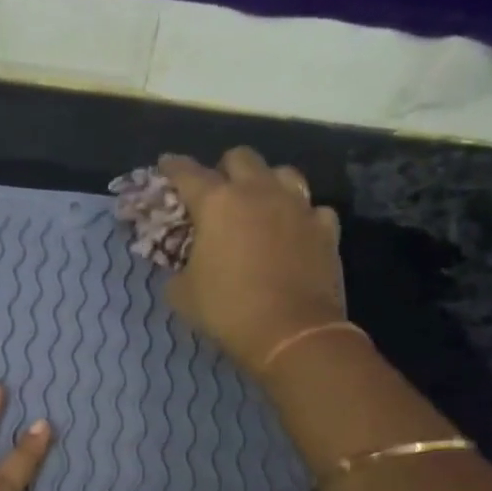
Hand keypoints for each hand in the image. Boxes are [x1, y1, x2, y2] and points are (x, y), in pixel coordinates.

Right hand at [158, 147, 348, 373]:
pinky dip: (301, 216)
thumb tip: (182, 265)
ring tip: (260, 203)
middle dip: (224, 169)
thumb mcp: (183, 293)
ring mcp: (297, 206)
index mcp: (217, 203)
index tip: (166, 165)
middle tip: (217, 191)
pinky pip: (312, 208)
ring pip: (282, 173)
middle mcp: (258, 192)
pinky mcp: (325, 228)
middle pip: (240, 157)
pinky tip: (294, 231)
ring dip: (267, 182)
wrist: (291, 333)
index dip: (173, 166)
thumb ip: (178, 267)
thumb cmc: (227, 310)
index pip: (187, 172)